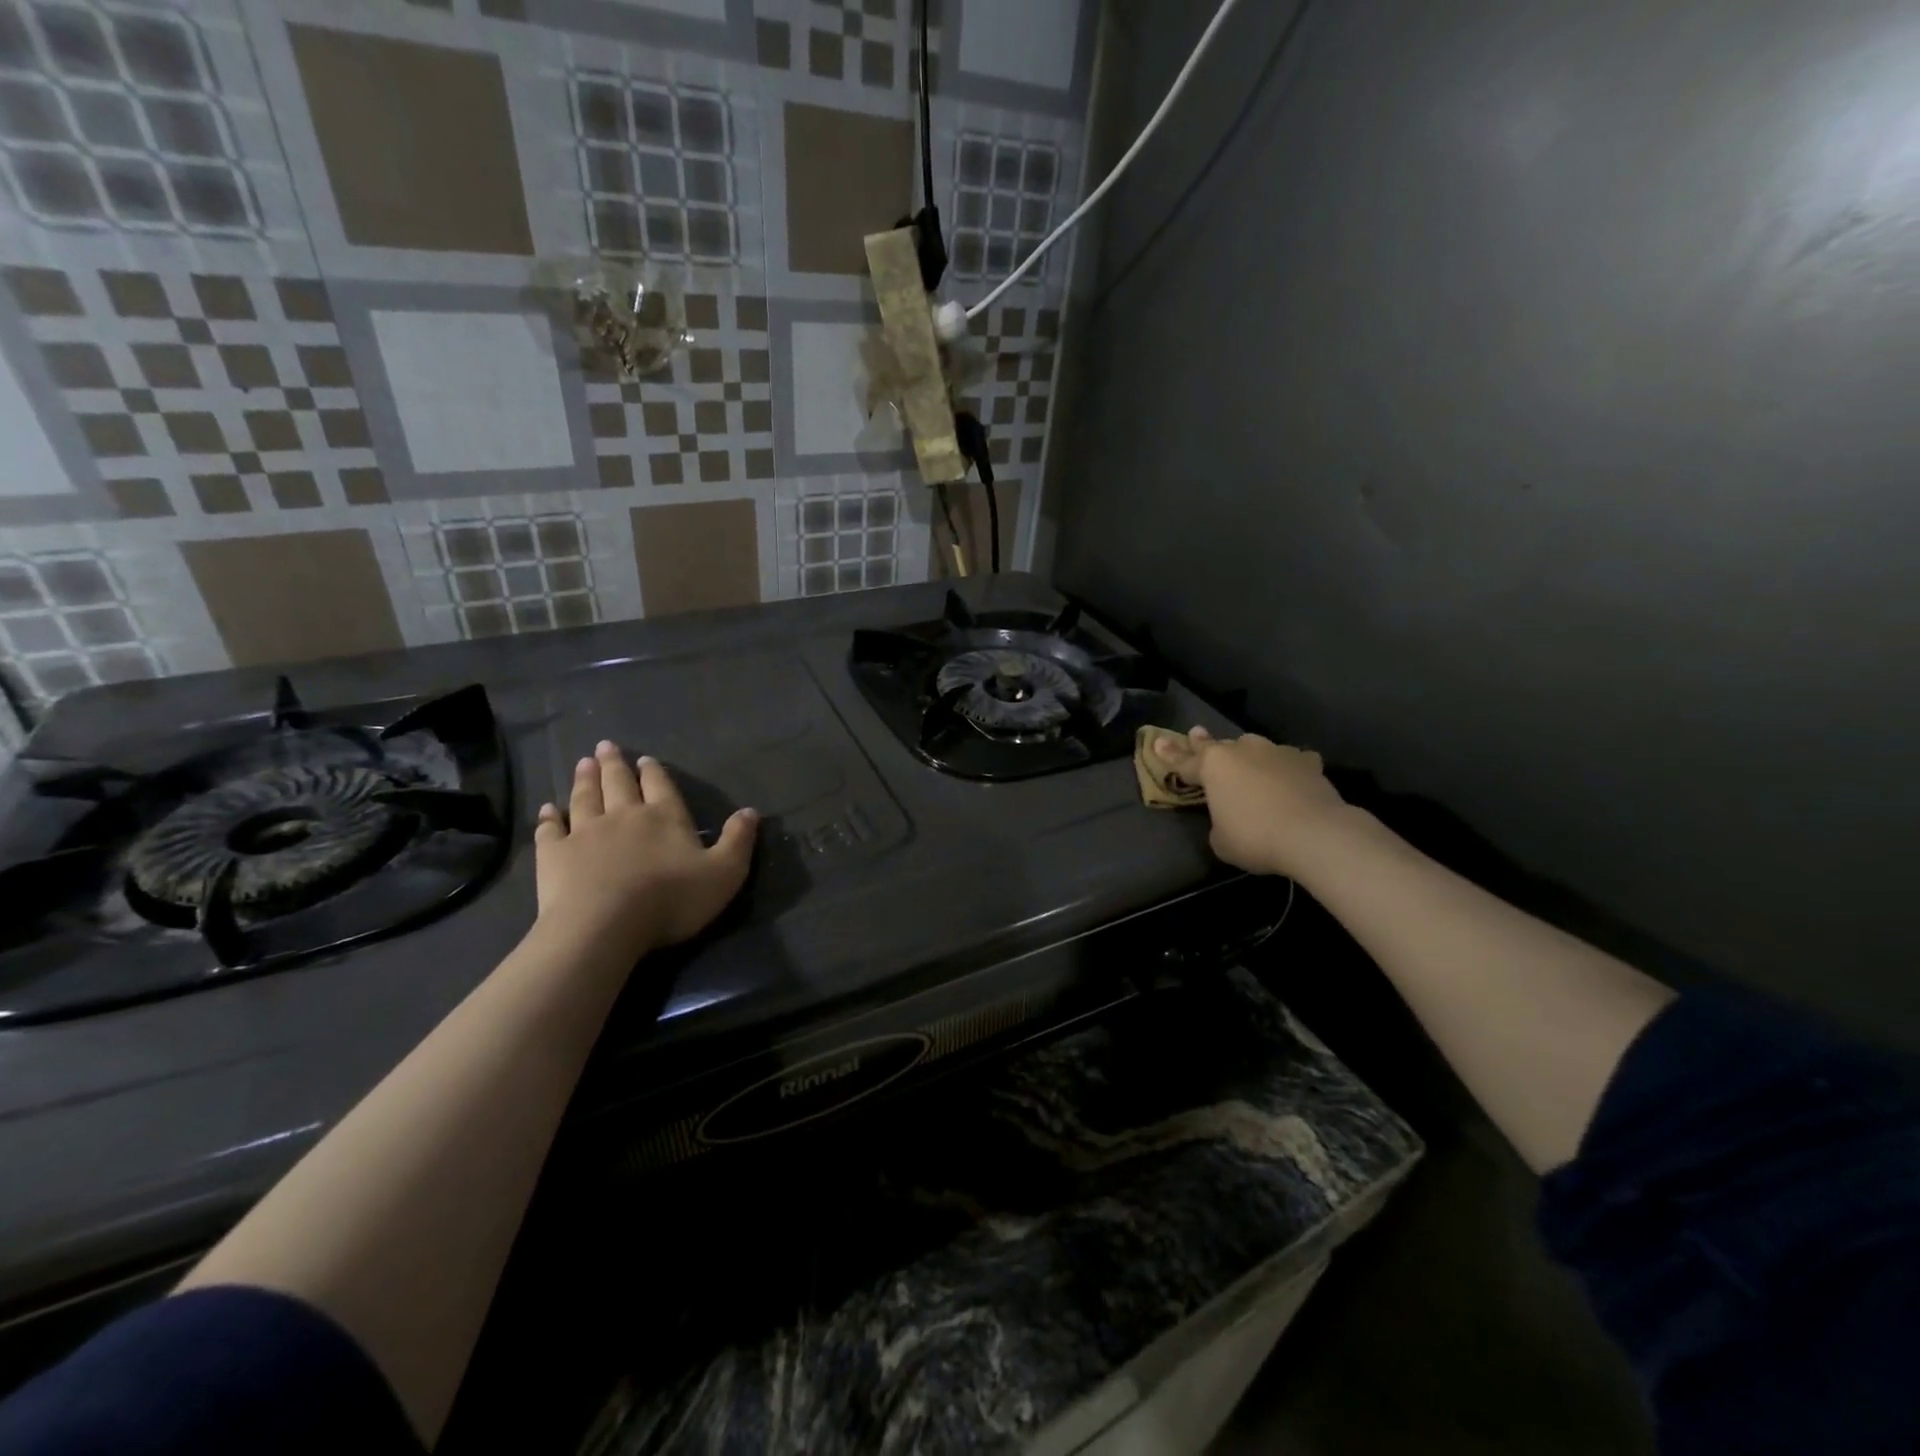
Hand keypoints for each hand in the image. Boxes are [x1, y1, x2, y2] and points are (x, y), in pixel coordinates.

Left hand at [533, 741, 757, 959]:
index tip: (645, 759)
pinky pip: (550, 830)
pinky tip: (546, 809)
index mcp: (665, 817)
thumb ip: (738, 841)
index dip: (655, 772)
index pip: (661, 786)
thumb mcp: (724, 873)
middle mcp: (624, 816)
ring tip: (582, 763)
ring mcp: (585, 833)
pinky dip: (548, 818)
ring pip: (585, 798)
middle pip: (618, 783)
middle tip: (605, 747)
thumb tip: (751, 811)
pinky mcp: (554, 855)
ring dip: (584, 780)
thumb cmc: (671, 899)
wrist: (605, 925)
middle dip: (614, 765)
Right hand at [1151, 727, 1350, 878]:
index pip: (1184, 761)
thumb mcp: (1221, 840)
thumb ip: (1218, 823)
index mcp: (1214, 766)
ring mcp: (1277, 752)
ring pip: (1256, 748)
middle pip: (1218, 745)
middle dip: (1205, 743)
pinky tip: (1293, 774)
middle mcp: (1242, 751)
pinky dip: (1288, 766)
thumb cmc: (1255, 837)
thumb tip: (1228, 818)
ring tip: (1250, 763)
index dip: (1169, 755)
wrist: (1314, 834)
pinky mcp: (1307, 762)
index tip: (1157, 742)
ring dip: (1249, 756)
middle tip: (1196, 734)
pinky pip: (1292, 759)